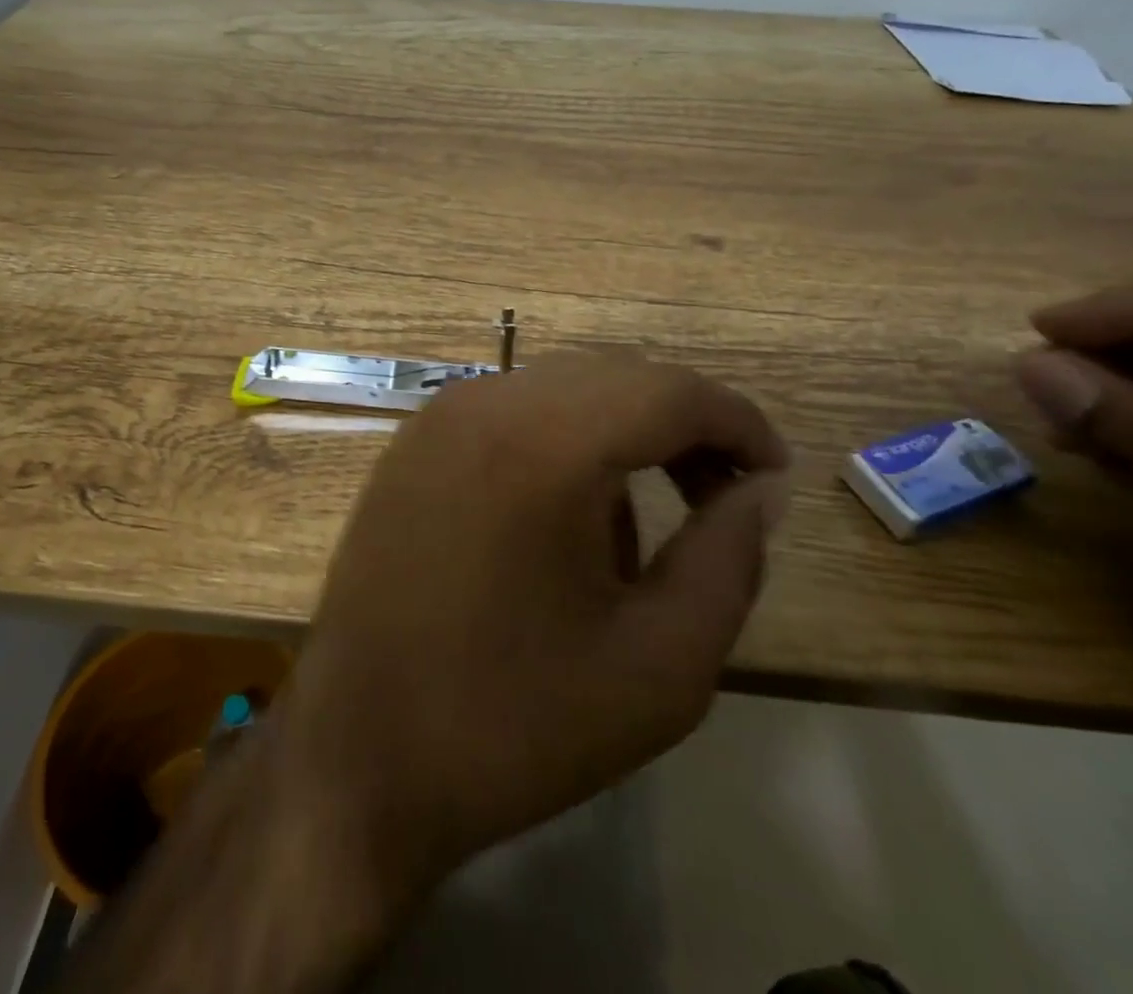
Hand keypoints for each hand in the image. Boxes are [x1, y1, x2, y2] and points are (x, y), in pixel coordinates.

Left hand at [276, 350, 791, 903]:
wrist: (358, 755)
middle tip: (724, 497)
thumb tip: (760, 489)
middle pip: (614, 378)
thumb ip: (729, 560)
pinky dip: (562, 440)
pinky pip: (511, 413)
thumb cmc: (514, 724)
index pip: (668, 390)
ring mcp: (437, 418)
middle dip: (683, 425)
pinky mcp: (412, 445)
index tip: (774, 477)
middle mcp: (484, 404)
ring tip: (650, 519)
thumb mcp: (660, 665)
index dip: (736, 422)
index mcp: (543, 443)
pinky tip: (568, 516)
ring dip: (622, 432)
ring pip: (562, 390)